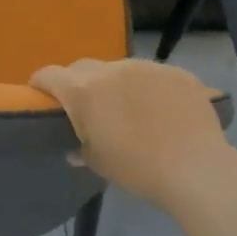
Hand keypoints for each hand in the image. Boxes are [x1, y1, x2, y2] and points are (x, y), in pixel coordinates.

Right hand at [30, 58, 236, 210]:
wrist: (195, 168)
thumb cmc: (136, 168)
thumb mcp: (98, 162)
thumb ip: (80, 147)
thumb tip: (74, 147)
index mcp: (83, 91)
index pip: (48, 75)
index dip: (40, 84)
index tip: (41, 97)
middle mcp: (111, 70)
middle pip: (83, 68)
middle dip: (78, 83)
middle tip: (86, 108)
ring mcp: (146, 67)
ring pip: (119, 69)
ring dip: (115, 84)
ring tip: (128, 109)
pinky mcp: (176, 72)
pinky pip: (152, 75)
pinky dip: (148, 88)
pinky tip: (161, 111)